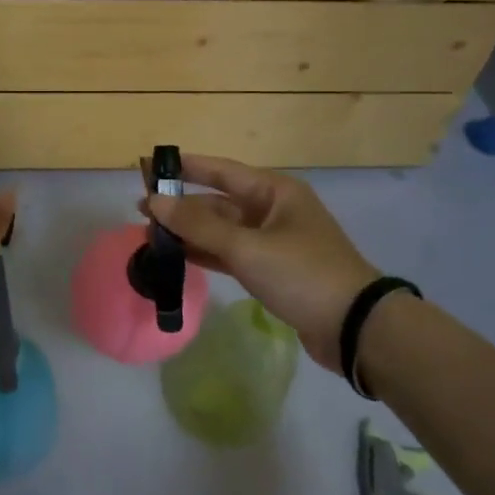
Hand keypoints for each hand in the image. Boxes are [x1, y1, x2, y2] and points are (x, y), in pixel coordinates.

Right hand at [144, 154, 378, 373]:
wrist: (354, 327)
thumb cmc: (302, 274)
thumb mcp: (247, 247)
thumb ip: (198, 226)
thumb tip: (155, 202)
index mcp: (274, 191)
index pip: (220, 170)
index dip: (184, 167)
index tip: (149, 166)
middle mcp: (272, 210)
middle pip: (218, 201)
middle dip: (181, 205)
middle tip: (141, 210)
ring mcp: (272, 241)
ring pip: (221, 229)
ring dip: (189, 231)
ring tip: (150, 234)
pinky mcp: (271, 269)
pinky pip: (229, 253)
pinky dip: (205, 253)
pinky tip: (177, 255)